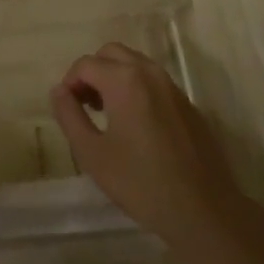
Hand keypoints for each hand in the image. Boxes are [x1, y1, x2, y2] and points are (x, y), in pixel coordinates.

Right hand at [50, 44, 243, 252]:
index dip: (70, 82)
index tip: (68, 109)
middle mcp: (150, 73)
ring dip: (115, 77)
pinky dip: (137, 88)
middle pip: (111, 53)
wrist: (204, 211)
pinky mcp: (188, 104)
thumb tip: (59, 91)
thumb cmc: (141, 183)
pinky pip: (154, 82)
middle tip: (85, 105)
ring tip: (108, 113)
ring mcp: (173, 87)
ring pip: (135, 64)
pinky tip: (136, 125)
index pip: (86, 64)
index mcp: (124, 80)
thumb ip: (70, 116)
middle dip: (92, 72)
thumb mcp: (92, 153)